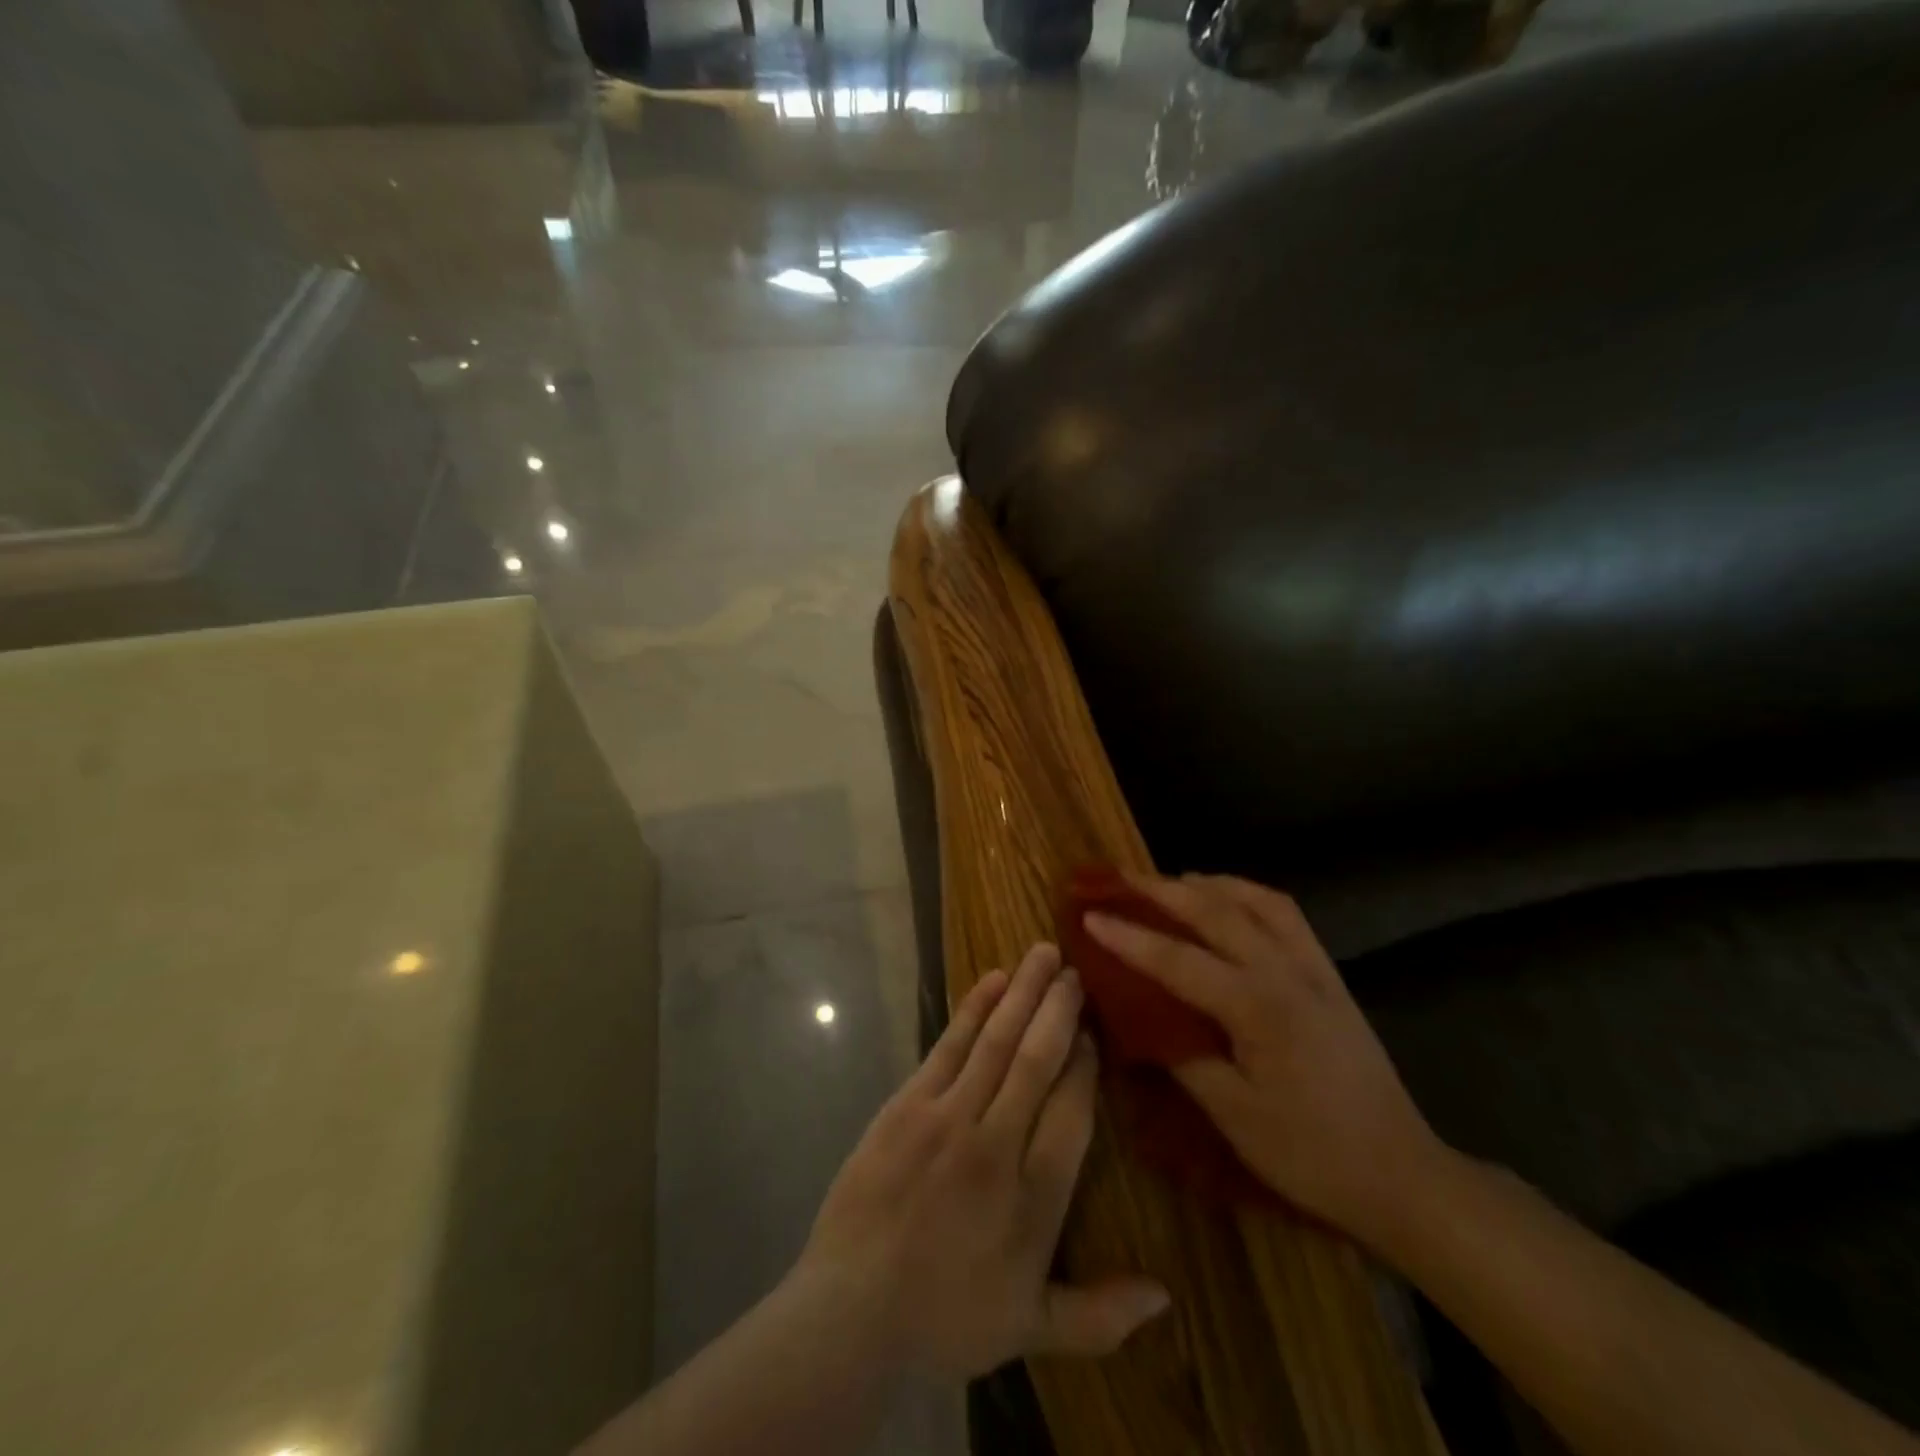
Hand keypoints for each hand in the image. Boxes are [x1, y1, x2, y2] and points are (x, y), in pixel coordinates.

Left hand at [796, 943, 1170, 1380]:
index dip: (1086, 1065)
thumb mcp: (1030, 1329)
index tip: (1094, 1030)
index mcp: (1035, 1198)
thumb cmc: (946, 1321)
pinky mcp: (908, 1105)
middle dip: (1059, 1010)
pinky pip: (949, 1047)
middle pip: (1037, 1061)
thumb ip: (1101, 1314)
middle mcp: (997, 1145)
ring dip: (1023, 994)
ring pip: (996, 1042)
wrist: (852, 1314)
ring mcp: (948, 1118)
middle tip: (1076, 971)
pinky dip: (973, 1010)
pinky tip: (993, 981)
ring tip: (1044, 954)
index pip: (1073, 1111)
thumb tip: (1166, 1295)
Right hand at [1085, 874, 1443, 1243]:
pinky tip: (1228, 901)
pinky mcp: (1328, 973)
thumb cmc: (1311, 1153)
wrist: (1401, 1173)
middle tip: (1117, 879)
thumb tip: (1140, 1016)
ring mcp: (1312, 966)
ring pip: (1253, 899)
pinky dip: (1247, 894)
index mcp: (1257, 1007)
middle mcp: (1285, 970)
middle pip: (1213, 911)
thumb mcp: (1235, 1116)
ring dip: (1206, 883)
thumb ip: (1183, 1056)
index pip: (1177, 959)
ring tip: (1167, 882)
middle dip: (1160, 890)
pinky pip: (1284, 913)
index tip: (1088, 916)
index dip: (1128, 937)